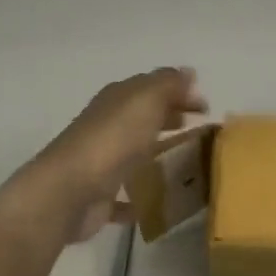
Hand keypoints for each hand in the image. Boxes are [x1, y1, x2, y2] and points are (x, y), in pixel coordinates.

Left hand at [30, 68, 207, 238]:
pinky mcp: (99, 195)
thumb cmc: (113, 140)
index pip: (153, 87)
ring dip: (154, 152)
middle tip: (199, 129)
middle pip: (143, 117)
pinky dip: (136, 196)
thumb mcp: (146, 100)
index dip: (179, 91)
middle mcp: (107, 125)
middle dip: (169, 117)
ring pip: (133, 151)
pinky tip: (153, 203)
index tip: (206, 107)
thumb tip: (188, 72)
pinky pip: (122, 193)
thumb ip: (168, 84)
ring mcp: (101, 161)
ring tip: (185, 162)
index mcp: (118, 99)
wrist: (69, 191)